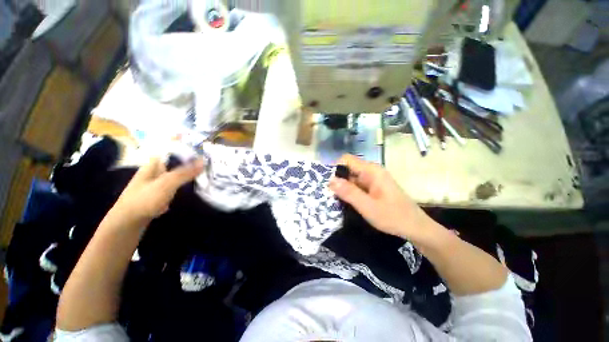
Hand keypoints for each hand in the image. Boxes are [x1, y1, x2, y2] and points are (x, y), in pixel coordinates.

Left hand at [109, 157, 204, 226]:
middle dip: (191, 161)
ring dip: (189, 173)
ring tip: (205, 173)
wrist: (128, 223)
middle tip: (208, 162)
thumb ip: (185, 172)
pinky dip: (185, 184)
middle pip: (176, 161)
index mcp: (154, 163)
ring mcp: (157, 182)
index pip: (172, 149)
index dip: (187, 148)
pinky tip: (193, 186)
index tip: (203, 149)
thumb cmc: (145, 199)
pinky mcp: (160, 193)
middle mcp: (155, 170)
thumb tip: (204, 161)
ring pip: (177, 173)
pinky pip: (176, 184)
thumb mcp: (166, 184)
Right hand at [329, 155, 432, 240]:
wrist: (415, 228)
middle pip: (347, 169)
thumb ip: (349, 192)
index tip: (326, 183)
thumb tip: (330, 180)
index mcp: (371, 171)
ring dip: (342, 187)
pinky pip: (356, 185)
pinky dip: (348, 191)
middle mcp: (371, 171)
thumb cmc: (393, 217)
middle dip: (337, 180)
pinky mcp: (372, 187)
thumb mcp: (368, 207)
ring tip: (332, 199)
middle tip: (327, 194)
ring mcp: (372, 179)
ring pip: (351, 177)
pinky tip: (344, 201)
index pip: (346, 160)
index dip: (334, 168)